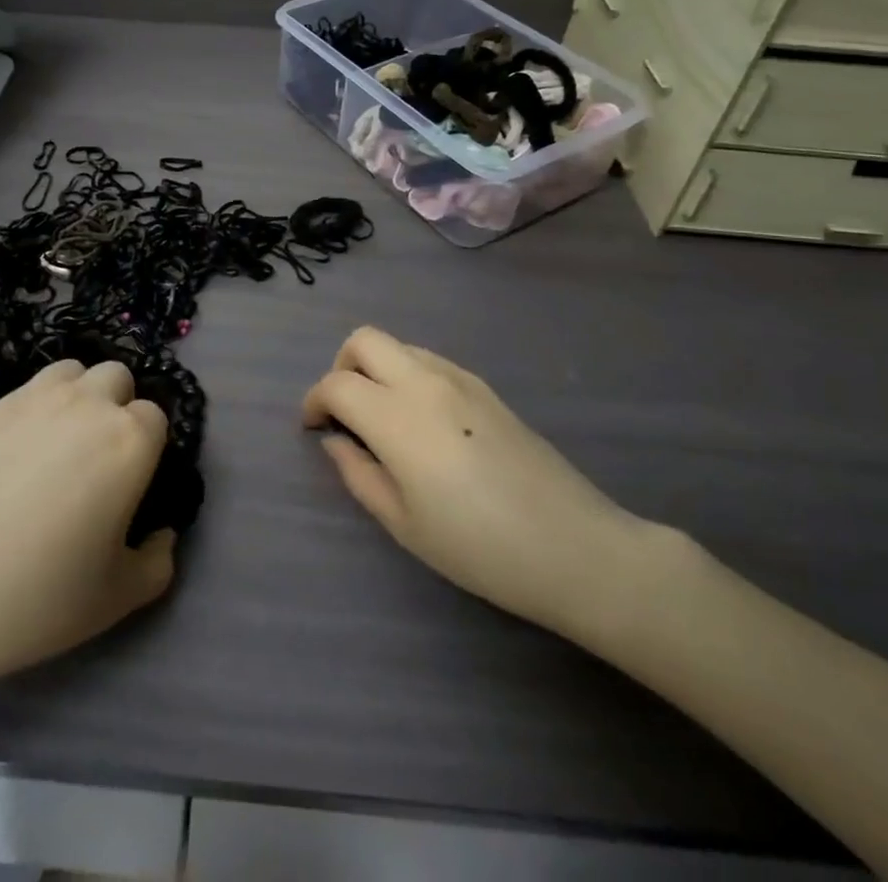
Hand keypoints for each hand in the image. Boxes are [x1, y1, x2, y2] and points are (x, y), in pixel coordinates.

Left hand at [0, 360, 175, 697]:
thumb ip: (159, 560)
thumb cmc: (42, 596)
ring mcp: (36, 399)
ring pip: (75, 370)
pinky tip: (23, 448)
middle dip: (117, 407)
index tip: (132, 482)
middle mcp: (89, 404)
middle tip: (99, 458)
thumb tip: (163, 533)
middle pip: (118, 378)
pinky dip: (40, 404)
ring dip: (80, 394)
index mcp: (129, 441)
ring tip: (63, 441)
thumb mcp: (121, 597)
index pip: (156, 417)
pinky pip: (32, 386)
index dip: (148, 448)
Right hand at [304, 327, 653, 637]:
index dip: (314, 401)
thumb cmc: (479, 547)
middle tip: (344, 410)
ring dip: (377, 368)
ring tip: (383, 417)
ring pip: (399, 346)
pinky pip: (430, 361)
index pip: (336, 384)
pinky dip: (408, 375)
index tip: (313, 427)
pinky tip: (423, 422)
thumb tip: (336, 441)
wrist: (574, 547)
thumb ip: (358, 474)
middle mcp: (423, 382)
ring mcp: (459, 378)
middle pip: (364, 340)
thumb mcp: (403, 524)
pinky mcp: (485, 387)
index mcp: (396, 417)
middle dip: (341, 366)